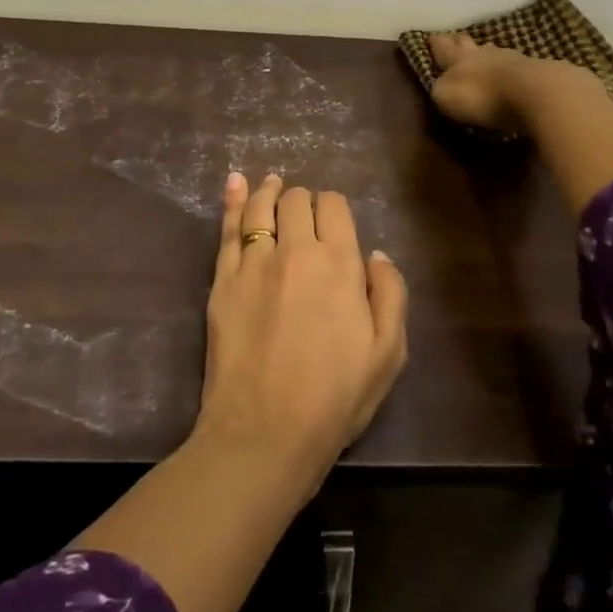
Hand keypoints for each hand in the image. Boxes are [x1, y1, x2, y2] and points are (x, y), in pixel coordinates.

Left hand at [196, 174, 407, 489]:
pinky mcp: (222, 278)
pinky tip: (234, 182)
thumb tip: (375, 254)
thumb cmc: (335, 397)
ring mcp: (254, 261)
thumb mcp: (388, 353)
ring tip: (273, 184)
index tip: (333, 220)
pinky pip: (227, 227)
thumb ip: (390, 294)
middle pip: (297, 201)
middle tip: (305, 215)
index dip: (334, 207)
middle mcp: (296, 250)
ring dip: (269, 190)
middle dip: (304, 201)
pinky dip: (232, 199)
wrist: (266, 429)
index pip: (334, 207)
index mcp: (339, 263)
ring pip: (260, 206)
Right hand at [427, 31, 583, 130]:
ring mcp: (514, 60)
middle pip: (470, 45)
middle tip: (456, 38)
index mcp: (459, 58)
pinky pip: (518, 67)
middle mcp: (485, 53)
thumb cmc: (484, 96)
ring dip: (488, 53)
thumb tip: (440, 84)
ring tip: (485, 53)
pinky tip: (512, 74)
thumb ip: (441, 88)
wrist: (537, 93)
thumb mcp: (447, 97)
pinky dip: (511, 69)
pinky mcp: (539, 72)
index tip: (431, 36)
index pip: (443, 48)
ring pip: (496, 52)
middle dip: (460, 42)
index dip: (436, 44)